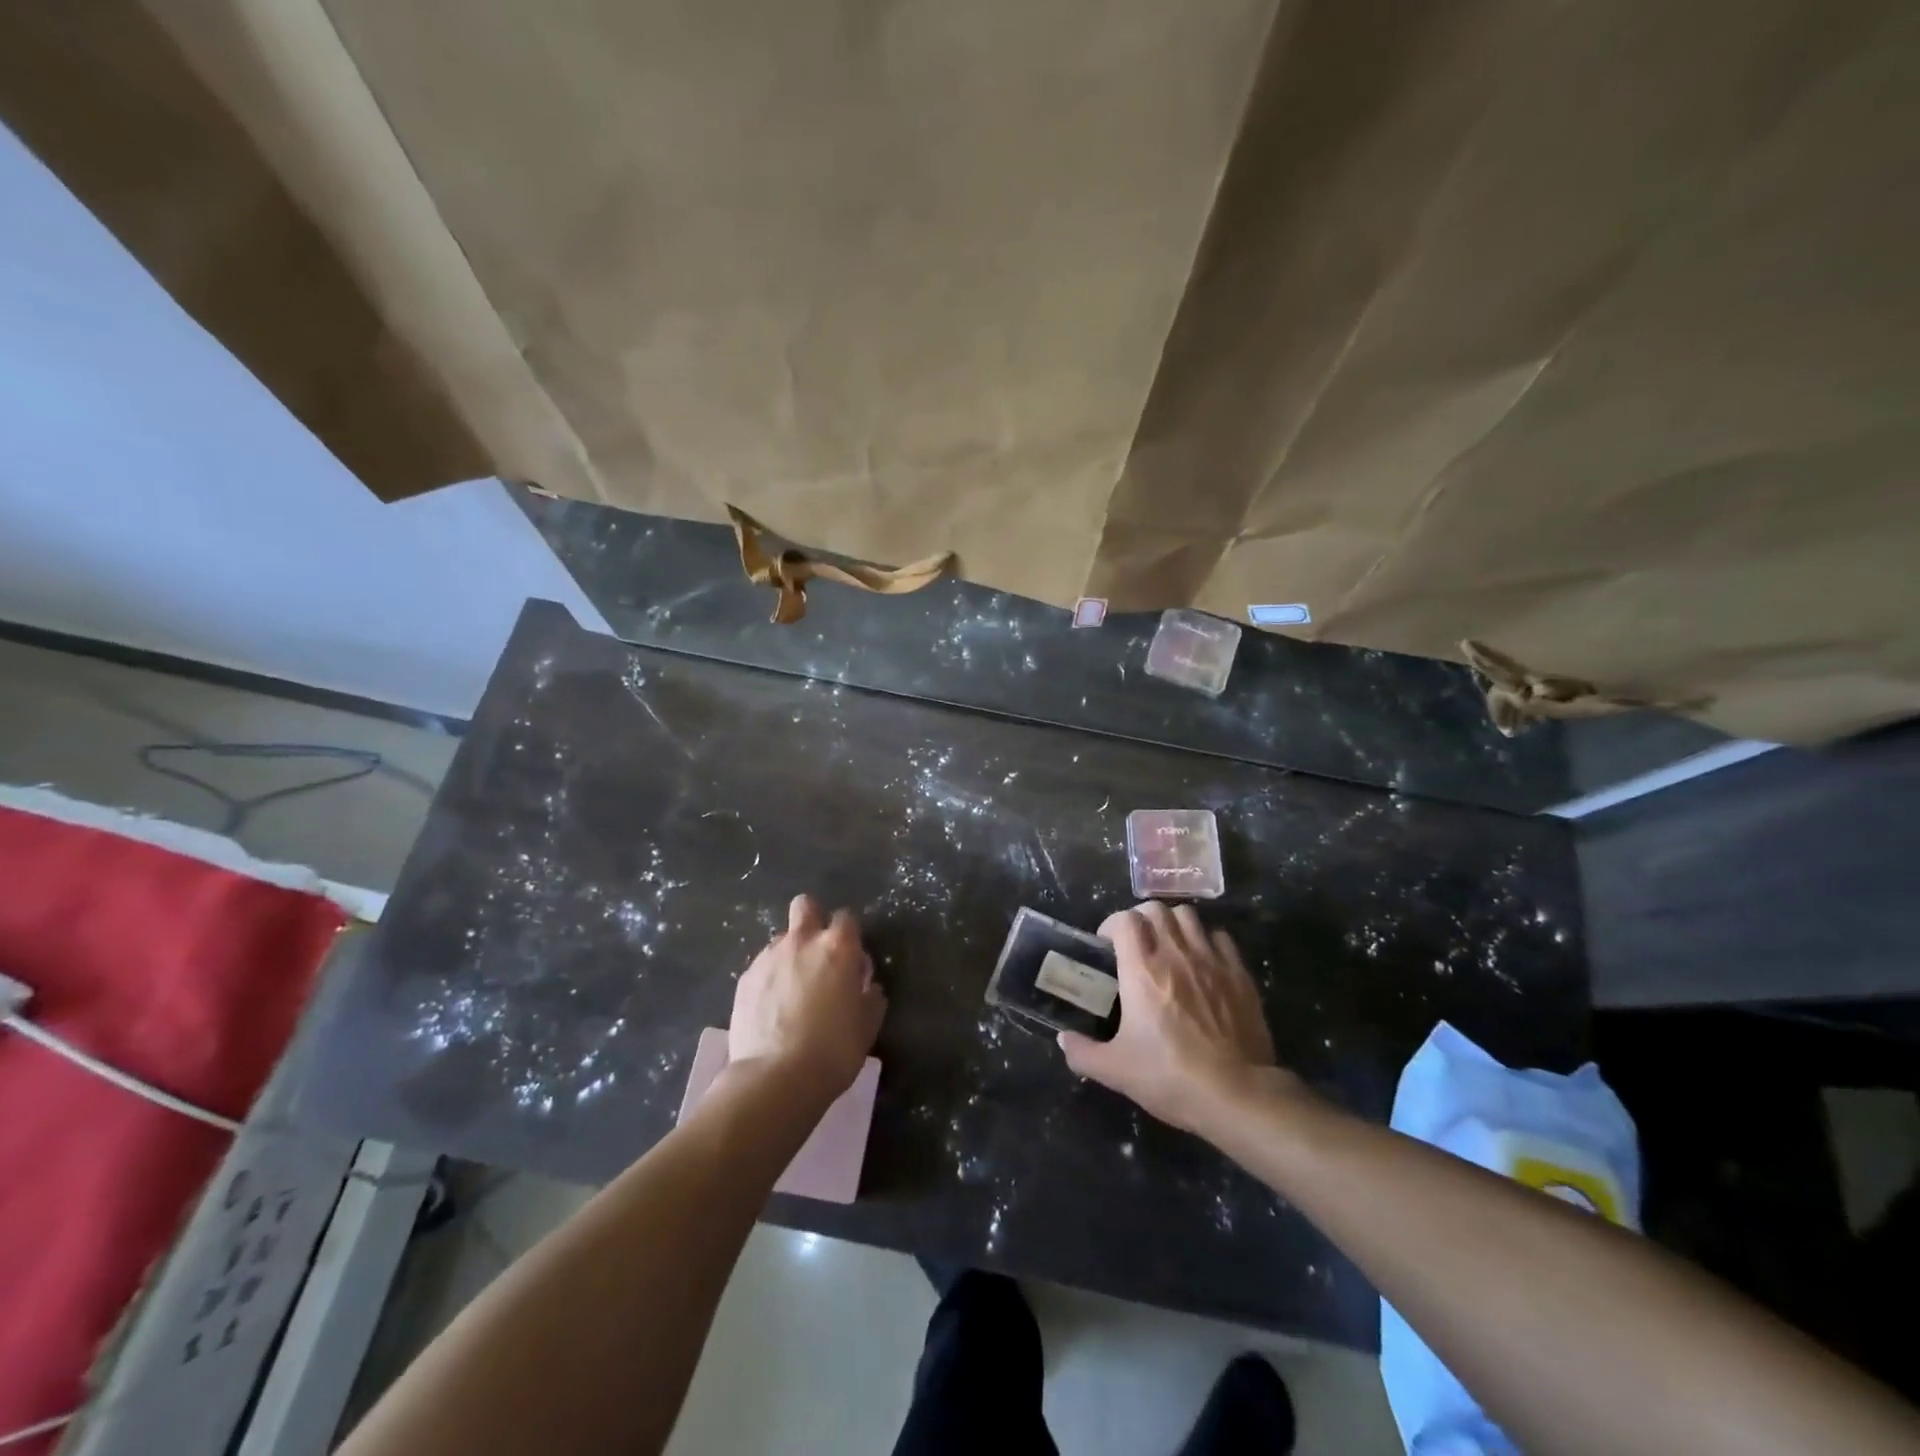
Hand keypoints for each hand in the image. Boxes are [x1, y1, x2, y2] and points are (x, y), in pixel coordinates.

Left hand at [728, 894, 885, 1100]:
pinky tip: (772, 1008)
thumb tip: (866, 986)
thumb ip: (870, 996)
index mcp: (838, 948)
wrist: (775, 1078)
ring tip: (792, 990)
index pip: (846, 917)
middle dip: (813, 919)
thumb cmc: (833, 1051)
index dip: (849, 935)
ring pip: (781, 939)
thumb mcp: (868, 1025)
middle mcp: (802, 942)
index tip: (851, 959)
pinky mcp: (744, 979)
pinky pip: (762, 966)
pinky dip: (769, 978)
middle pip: (805, 906)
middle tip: (818, 954)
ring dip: (790, 954)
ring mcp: (768, 957)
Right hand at [1057, 902, 1283, 1135]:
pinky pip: (1220, 938)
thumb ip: (1083, 1053)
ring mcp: (1211, 960)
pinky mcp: (1239, 974)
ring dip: (1173, 924)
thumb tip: (1063, 1039)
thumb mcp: (1115, 1071)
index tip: (1107, 945)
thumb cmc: (1170, 1077)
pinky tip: (1203, 962)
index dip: (1112, 925)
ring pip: (1189, 916)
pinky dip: (1207, 941)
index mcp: (1142, 970)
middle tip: (1135, 944)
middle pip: (1156, 909)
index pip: (1125, 919)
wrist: (1236, 1094)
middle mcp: (1175, 954)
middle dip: (1141, 919)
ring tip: (1169, 946)